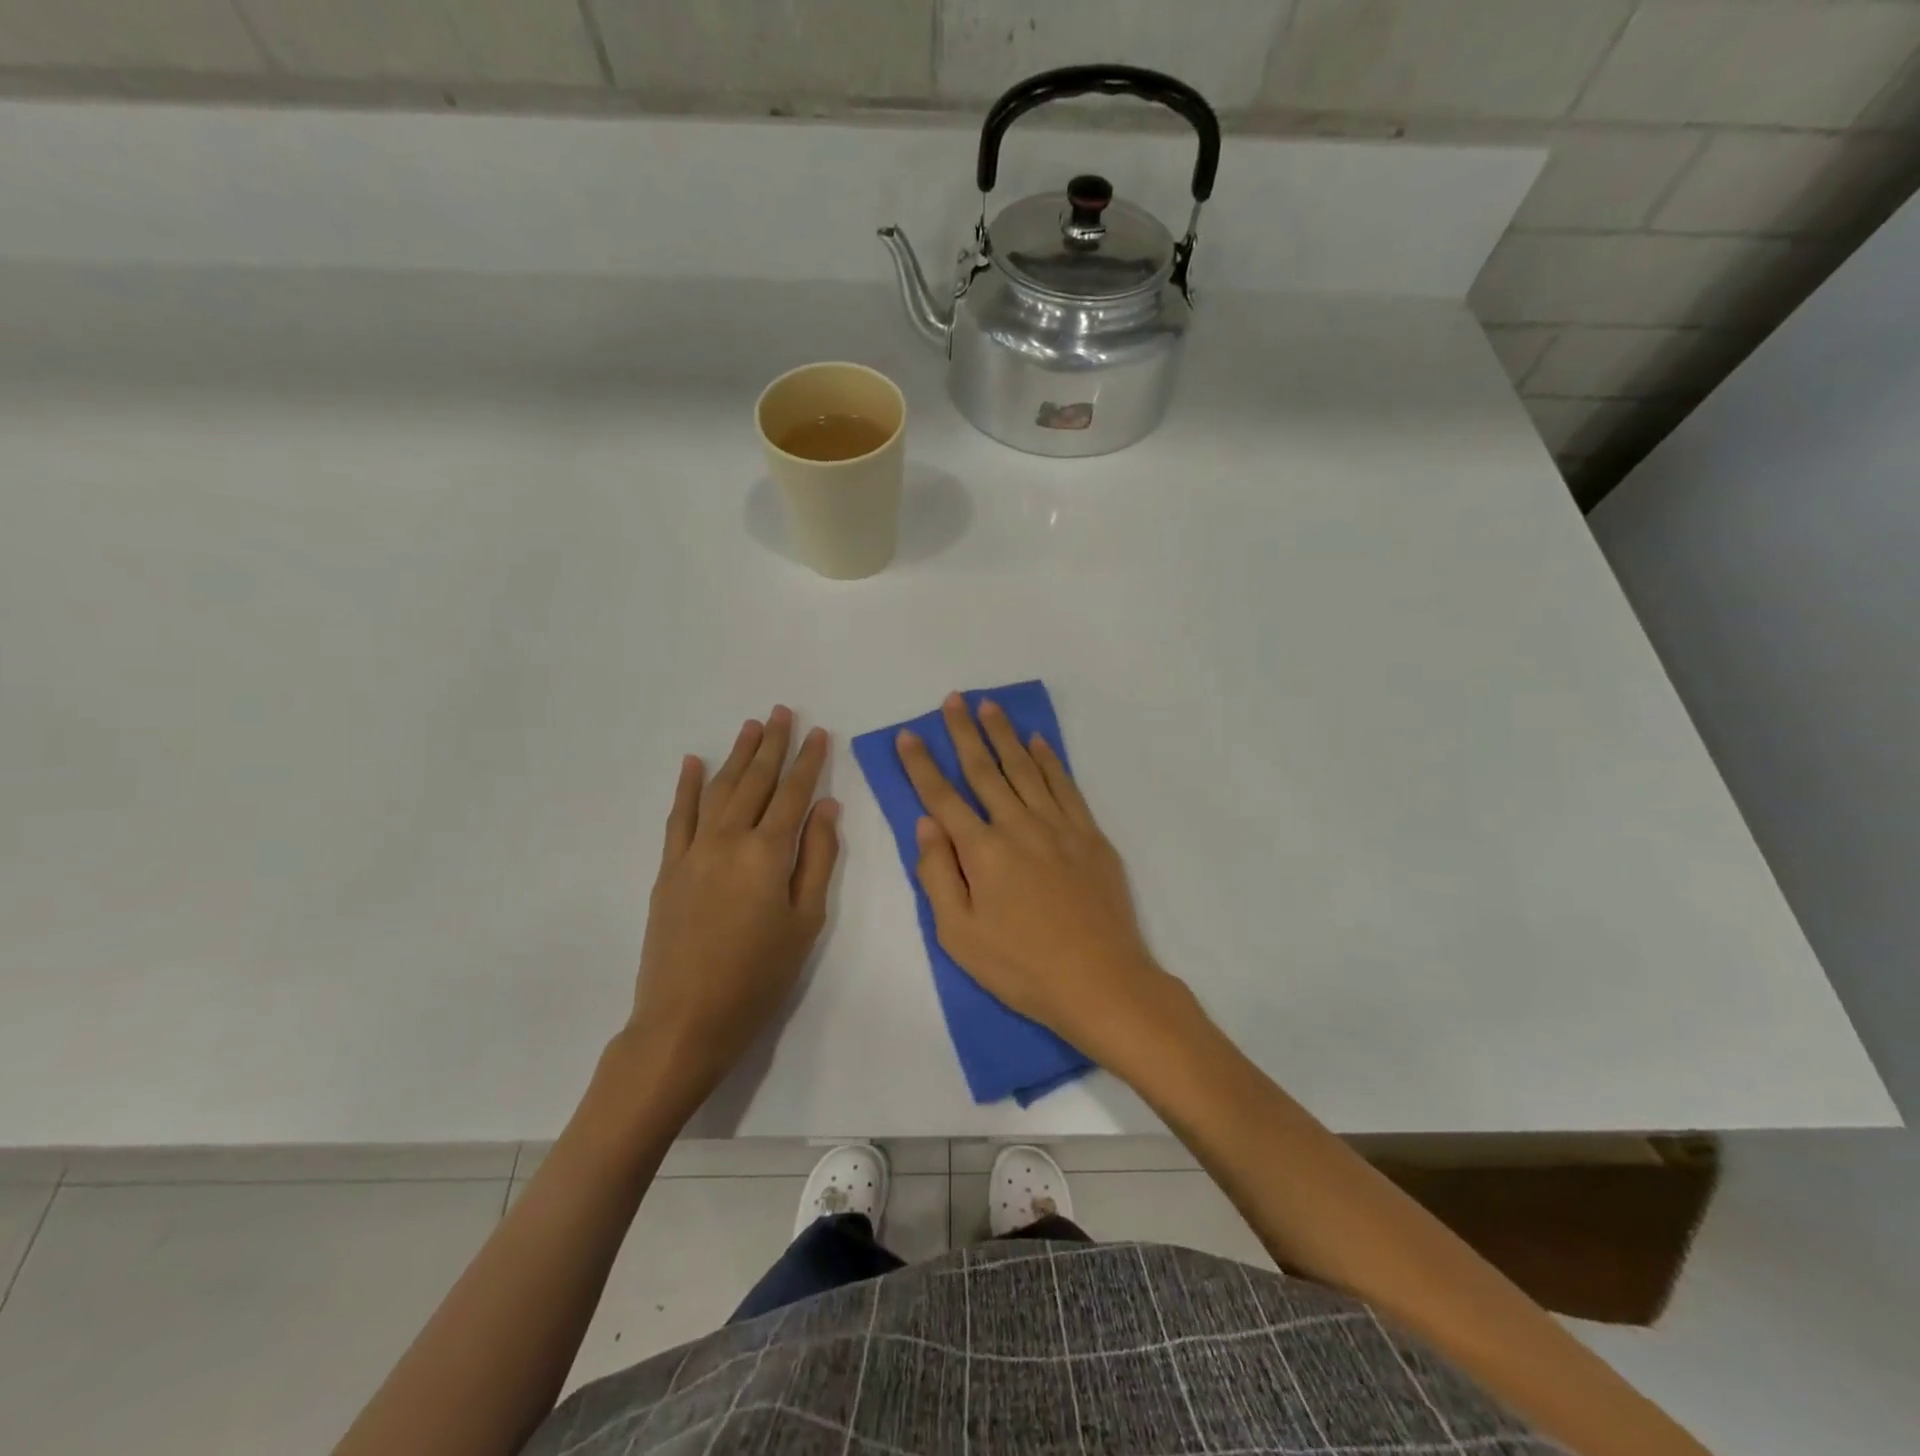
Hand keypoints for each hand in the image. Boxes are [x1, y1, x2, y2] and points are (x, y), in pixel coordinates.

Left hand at [625, 706, 839, 1107]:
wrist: (686, 1019)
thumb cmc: (759, 976)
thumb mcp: (806, 922)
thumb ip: (818, 859)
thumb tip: (827, 808)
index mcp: (768, 853)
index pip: (794, 794)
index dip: (809, 761)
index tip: (820, 733)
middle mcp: (729, 839)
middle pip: (756, 781)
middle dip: (772, 744)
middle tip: (783, 712)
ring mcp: (693, 851)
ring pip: (719, 789)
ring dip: (736, 755)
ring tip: (750, 726)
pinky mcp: (668, 867)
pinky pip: (678, 816)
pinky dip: (686, 786)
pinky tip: (691, 761)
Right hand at [897, 694, 1172, 1056]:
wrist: (1101, 981)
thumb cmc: (1021, 966)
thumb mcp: (958, 934)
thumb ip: (937, 874)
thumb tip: (926, 824)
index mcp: (982, 850)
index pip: (942, 796)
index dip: (921, 764)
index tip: (908, 735)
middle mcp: (1018, 825)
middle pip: (985, 770)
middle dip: (965, 733)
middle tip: (953, 699)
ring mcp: (1058, 826)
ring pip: (1025, 768)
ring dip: (1005, 735)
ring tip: (990, 706)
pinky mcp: (1089, 835)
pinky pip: (1065, 785)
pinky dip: (1049, 760)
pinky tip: (1038, 742)